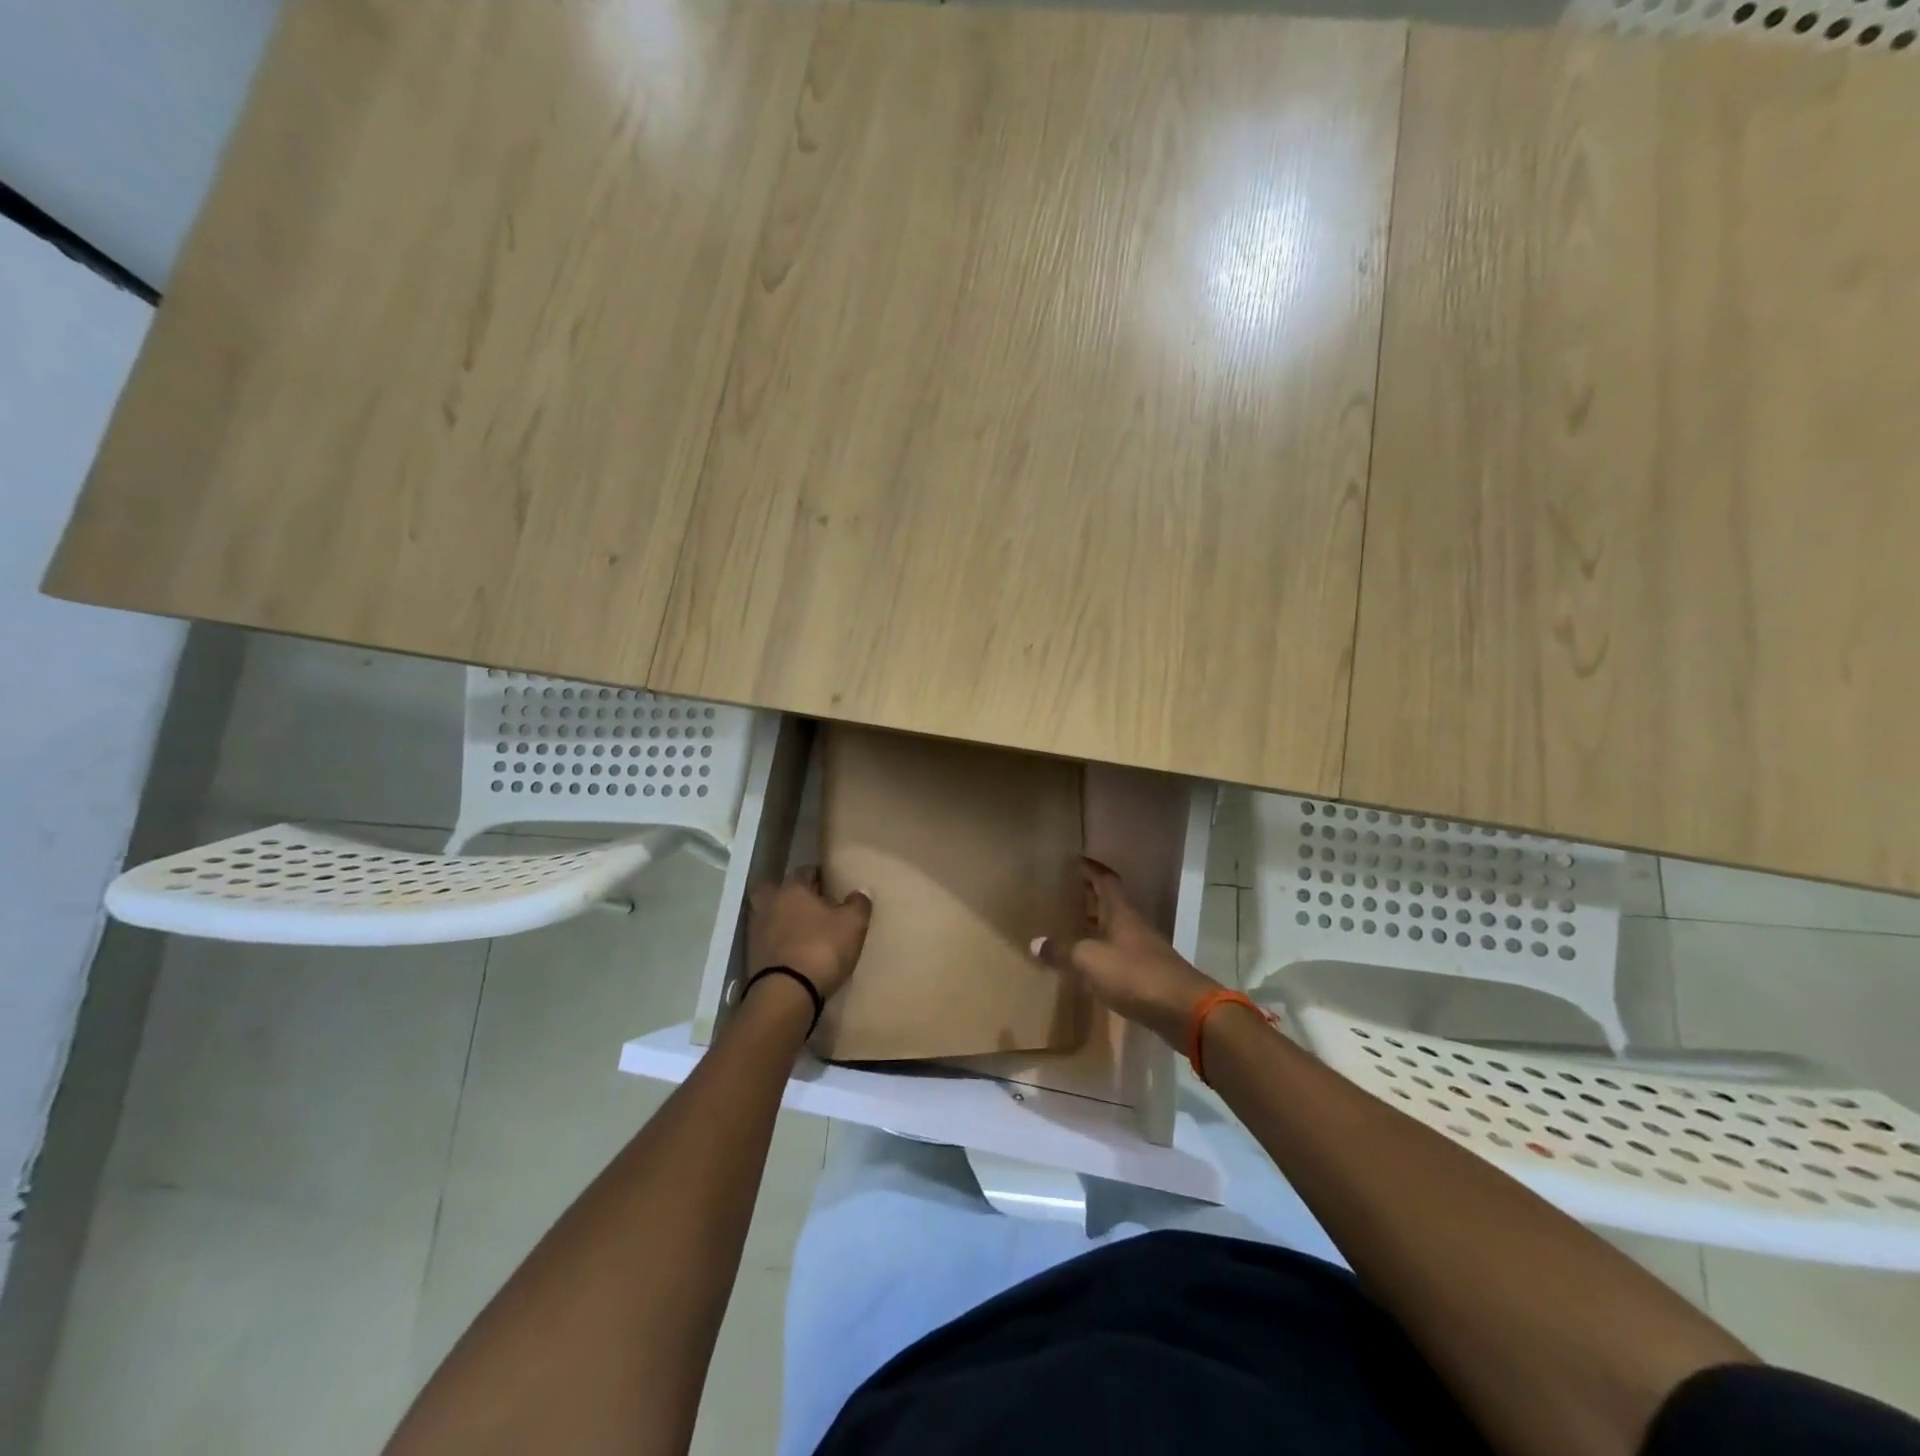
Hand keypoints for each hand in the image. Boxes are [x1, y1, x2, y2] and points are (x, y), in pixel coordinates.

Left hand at [747, 867, 872, 1001]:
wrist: (786, 992)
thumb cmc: (822, 948)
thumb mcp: (852, 925)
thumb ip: (858, 904)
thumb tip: (861, 892)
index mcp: (793, 889)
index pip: (804, 871)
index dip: (817, 875)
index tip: (828, 884)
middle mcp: (770, 904)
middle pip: (773, 889)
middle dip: (786, 893)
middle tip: (805, 904)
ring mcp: (756, 930)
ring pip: (766, 914)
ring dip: (779, 919)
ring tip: (800, 931)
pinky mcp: (751, 956)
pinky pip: (765, 940)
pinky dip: (775, 942)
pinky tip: (791, 951)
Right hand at [1032, 858, 1219, 1047]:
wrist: (1182, 1009)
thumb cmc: (1134, 974)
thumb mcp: (1090, 960)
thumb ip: (1063, 951)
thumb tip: (1035, 943)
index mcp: (1121, 912)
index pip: (1105, 880)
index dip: (1090, 869)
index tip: (1075, 861)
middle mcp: (1133, 924)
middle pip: (1111, 902)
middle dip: (1090, 895)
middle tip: (1066, 891)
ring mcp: (1143, 948)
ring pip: (1115, 927)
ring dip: (1096, 923)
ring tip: (1071, 924)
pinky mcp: (1148, 972)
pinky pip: (1120, 951)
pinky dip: (1103, 949)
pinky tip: (1090, 961)